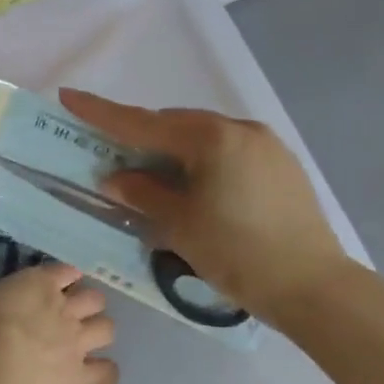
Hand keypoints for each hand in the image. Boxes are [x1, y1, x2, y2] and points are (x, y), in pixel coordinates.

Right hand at [0, 262, 116, 383]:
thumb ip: (12, 299)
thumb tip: (17, 306)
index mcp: (40, 284)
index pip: (66, 270)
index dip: (66, 277)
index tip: (59, 285)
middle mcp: (66, 309)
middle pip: (95, 298)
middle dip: (87, 304)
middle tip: (71, 315)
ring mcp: (77, 343)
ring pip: (107, 329)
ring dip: (98, 331)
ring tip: (84, 341)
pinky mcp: (80, 376)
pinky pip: (107, 372)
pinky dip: (104, 372)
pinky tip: (94, 373)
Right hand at [59, 89, 349, 322]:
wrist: (314, 288)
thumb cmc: (237, 253)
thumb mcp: (178, 224)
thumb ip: (142, 193)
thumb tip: (115, 178)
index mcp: (211, 138)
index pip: (142, 122)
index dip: (100, 111)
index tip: (68, 95)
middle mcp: (240, 129)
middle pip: (174, 125)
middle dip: (140, 136)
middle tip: (111, 154)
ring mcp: (266, 146)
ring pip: (202, 137)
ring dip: (172, 151)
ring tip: (151, 177)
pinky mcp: (281, 166)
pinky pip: (227, 151)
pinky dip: (201, 161)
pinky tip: (193, 187)